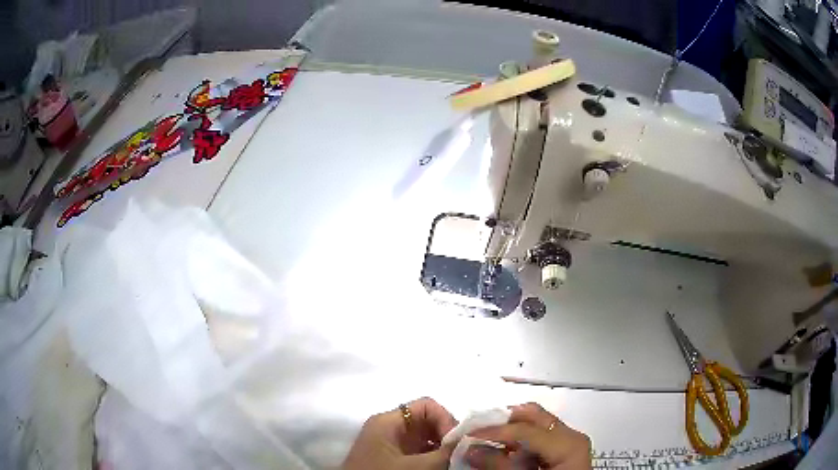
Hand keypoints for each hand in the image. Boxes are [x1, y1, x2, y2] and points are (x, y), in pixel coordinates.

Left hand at [342, 397, 458, 469]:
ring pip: (426, 438)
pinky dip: (434, 457)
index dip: (446, 419)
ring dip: (442, 448)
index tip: (456, 442)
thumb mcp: (415, 466)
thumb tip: (472, 440)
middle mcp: (390, 428)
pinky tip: (443, 466)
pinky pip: (420, 451)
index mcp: (388, 421)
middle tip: (460, 453)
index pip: (426, 406)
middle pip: (427, 421)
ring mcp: (392, 444)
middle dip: (447, 436)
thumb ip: (444, 452)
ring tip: (454, 461)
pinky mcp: (394, 458)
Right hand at [464, 403, 591, 469]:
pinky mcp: (563, 449)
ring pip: (535, 423)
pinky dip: (518, 440)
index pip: (526, 429)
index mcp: (569, 443)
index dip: (494, 431)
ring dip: (508, 430)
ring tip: (485, 439)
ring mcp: (569, 441)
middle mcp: (572, 436)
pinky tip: (503, 449)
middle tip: (476, 429)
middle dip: (502, 421)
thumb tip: (471, 449)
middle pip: (534, 415)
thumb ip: (499, 466)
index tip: (468, 434)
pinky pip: (538, 436)